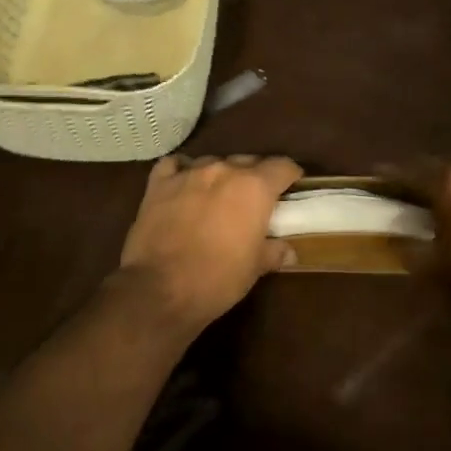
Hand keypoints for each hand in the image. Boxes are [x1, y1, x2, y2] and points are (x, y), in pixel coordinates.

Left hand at [116, 154, 303, 332]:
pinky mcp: (158, 183)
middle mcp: (223, 170)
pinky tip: (184, 183)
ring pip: (213, 162)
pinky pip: (175, 165)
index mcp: (254, 187)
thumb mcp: (255, 268)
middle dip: (255, 176)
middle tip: (255, 199)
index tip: (292, 185)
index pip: (282, 167)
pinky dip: (183, 171)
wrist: (160, 289)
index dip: (290, 175)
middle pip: (248, 161)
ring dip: (220, 175)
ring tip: (219, 195)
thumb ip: (274, 251)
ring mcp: (188, 173)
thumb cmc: (218, 279)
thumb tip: (289, 251)